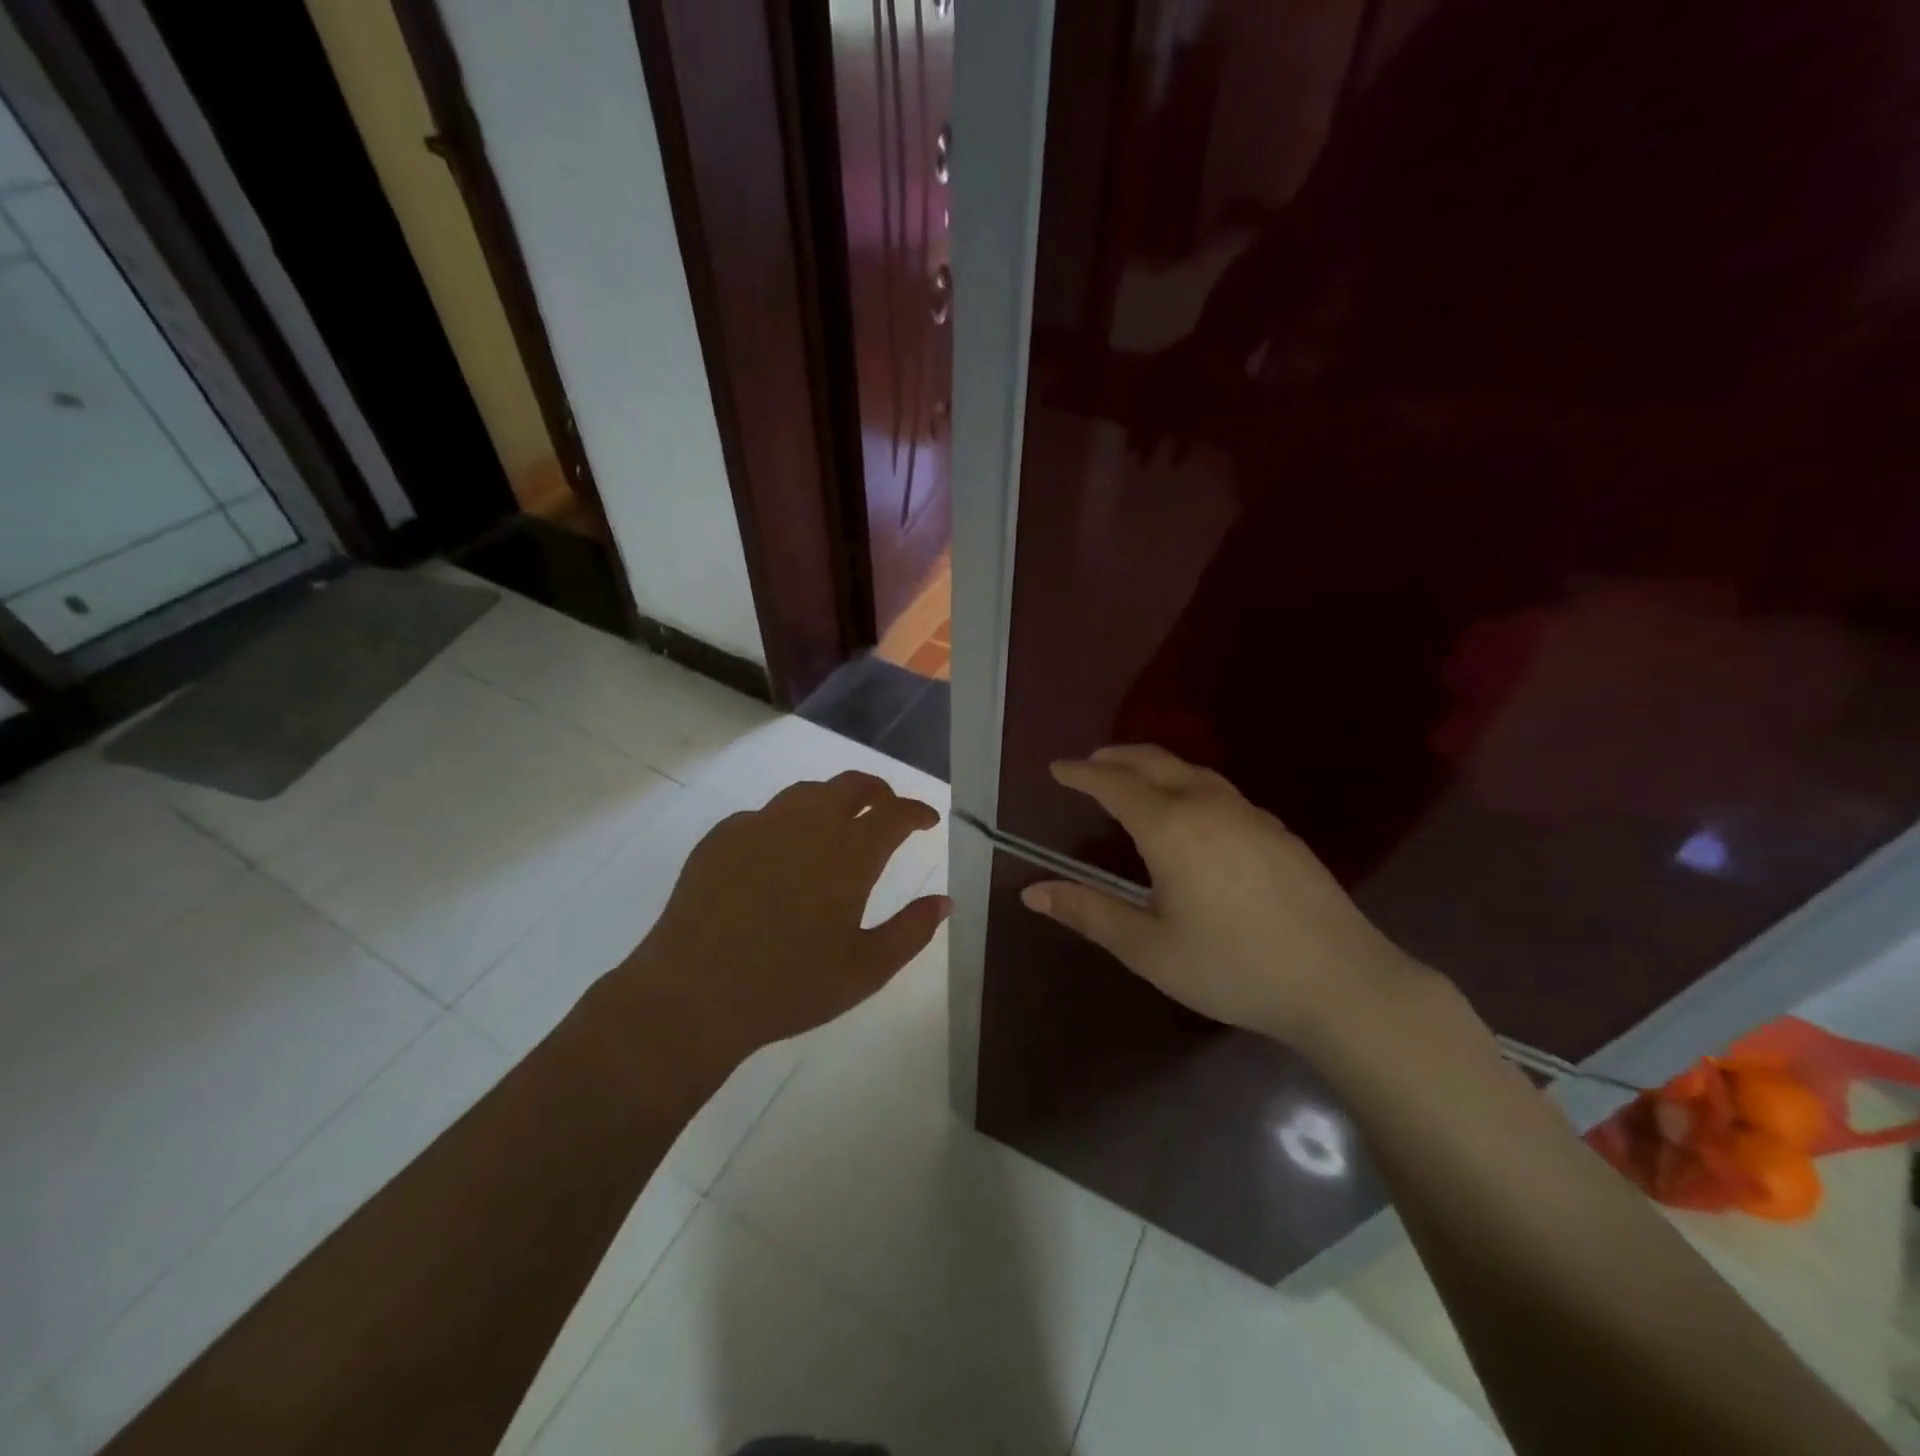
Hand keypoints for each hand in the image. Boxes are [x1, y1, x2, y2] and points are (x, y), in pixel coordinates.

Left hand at [625, 772, 949, 1063]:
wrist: (693, 993)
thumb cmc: (790, 986)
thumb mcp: (866, 970)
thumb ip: (911, 931)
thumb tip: (945, 901)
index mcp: (849, 852)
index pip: (895, 814)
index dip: (916, 812)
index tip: (927, 820)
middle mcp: (807, 824)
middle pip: (851, 785)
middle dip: (878, 792)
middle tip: (888, 809)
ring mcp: (759, 825)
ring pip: (806, 793)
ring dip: (832, 801)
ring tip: (837, 825)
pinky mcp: (721, 837)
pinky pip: (764, 815)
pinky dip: (786, 823)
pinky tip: (780, 852)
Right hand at [1020, 745, 1423, 1047]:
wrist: (1341, 982)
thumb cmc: (1232, 967)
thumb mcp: (1148, 948)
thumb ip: (1089, 913)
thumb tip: (1031, 892)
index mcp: (1171, 828)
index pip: (1114, 785)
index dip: (1081, 774)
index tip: (1057, 768)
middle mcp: (1209, 806)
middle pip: (1155, 763)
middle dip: (1116, 758)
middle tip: (1089, 763)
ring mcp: (1250, 815)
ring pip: (1192, 772)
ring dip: (1155, 767)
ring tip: (1134, 779)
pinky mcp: (1279, 832)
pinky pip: (1220, 792)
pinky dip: (1188, 785)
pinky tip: (1193, 814)